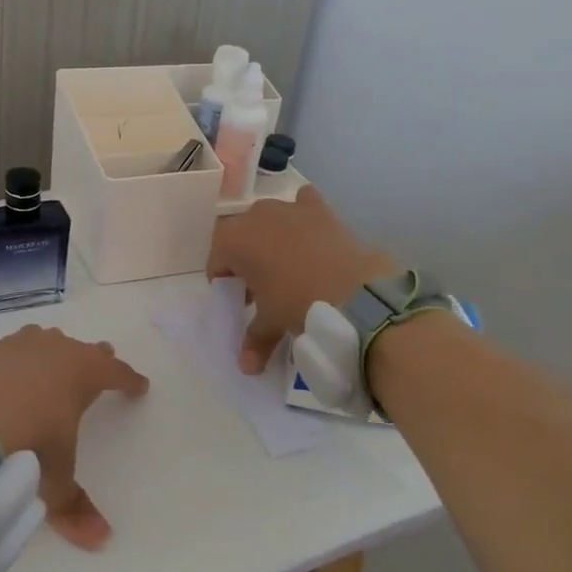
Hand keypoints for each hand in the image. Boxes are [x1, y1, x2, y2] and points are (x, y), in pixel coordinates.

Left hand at [0, 326, 148, 550]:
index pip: (115, 372)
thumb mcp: (52, 479)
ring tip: (49, 362)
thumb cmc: (24, 445)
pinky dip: (4, 367)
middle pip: (81, 349)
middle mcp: (51, 350)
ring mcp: (12, 347)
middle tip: (101, 361)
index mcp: (82, 373)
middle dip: (93, 358)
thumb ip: (74, 507)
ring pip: (40, 342)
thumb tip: (102, 540)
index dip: (128, 379)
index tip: (139, 385)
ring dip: (48, 352)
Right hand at [206, 186, 398, 373]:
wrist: (354, 291)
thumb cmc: (297, 303)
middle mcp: (256, 215)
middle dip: (247, 259)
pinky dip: (303, 217)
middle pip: (242, 237)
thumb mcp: (272, 322)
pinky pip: (303, 204)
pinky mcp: (320, 209)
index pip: (217, 260)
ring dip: (272, 238)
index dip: (225, 282)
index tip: (238, 302)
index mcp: (233, 240)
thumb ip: (255, 339)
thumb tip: (247, 366)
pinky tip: (312, 236)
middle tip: (261, 288)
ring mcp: (289, 207)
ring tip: (288, 267)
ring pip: (270, 219)